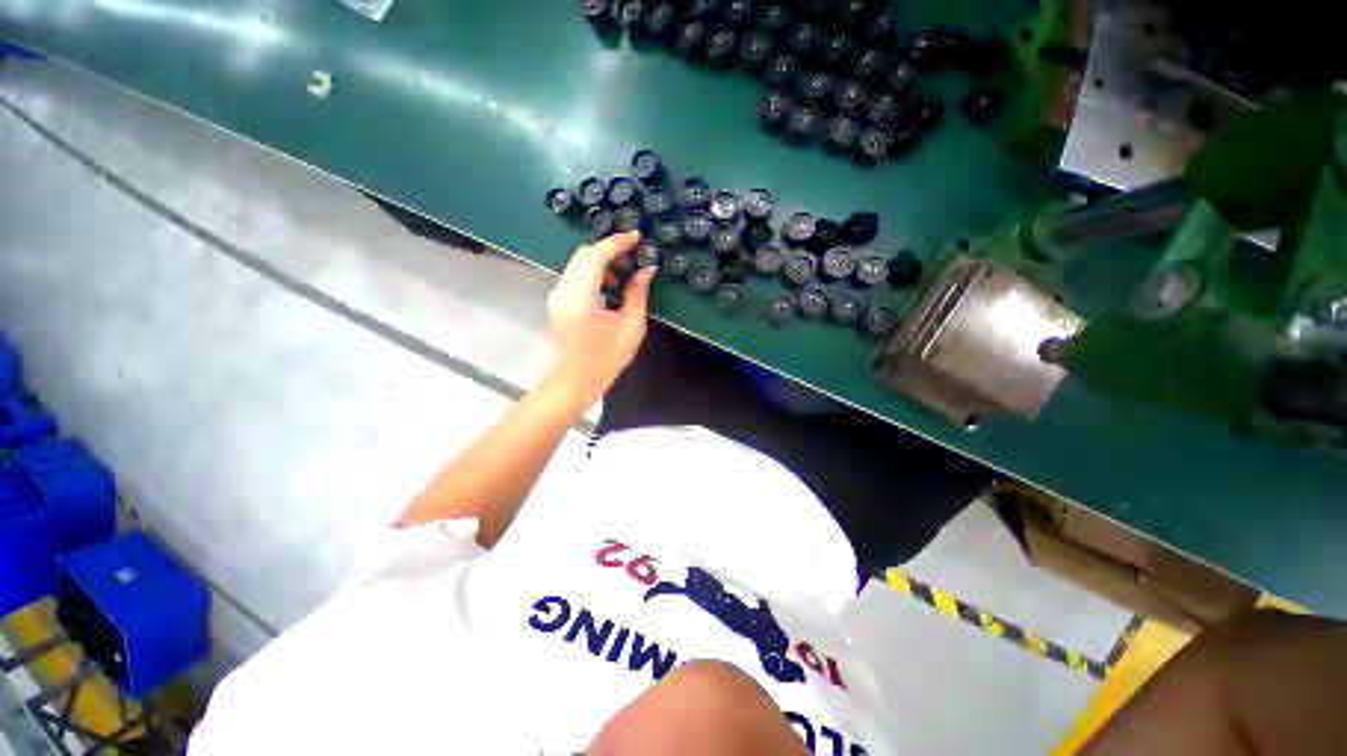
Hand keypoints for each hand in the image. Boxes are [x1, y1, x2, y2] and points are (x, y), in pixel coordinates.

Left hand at [545, 231, 655, 409]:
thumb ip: (638, 294)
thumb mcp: (630, 327)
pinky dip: (592, 273)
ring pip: (577, 264)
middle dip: (608, 249)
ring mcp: (557, 296)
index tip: (636, 237)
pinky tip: (609, 285)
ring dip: (600, 261)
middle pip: (583, 255)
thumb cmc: (606, 359)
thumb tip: (647, 270)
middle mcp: (563, 290)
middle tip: (633, 255)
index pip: (596, 256)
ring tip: (624, 273)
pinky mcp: (558, 303)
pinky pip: (575, 277)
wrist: (575, 382)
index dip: (617, 243)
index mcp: (580, 296)